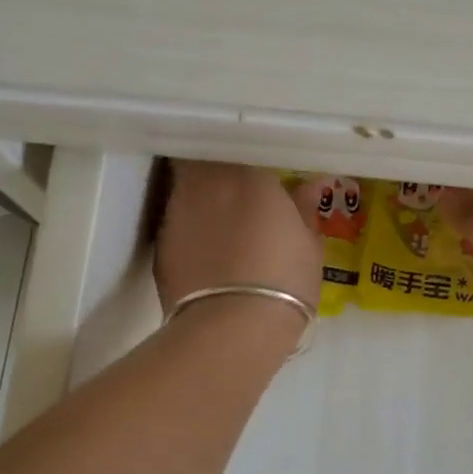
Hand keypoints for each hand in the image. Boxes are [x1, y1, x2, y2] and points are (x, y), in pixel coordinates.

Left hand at [154, 161, 324, 315]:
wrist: (233, 328)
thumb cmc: (284, 281)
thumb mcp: (309, 245)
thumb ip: (305, 209)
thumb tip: (312, 184)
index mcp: (248, 175)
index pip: (240, 145)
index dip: (246, 156)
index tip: (258, 168)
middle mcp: (207, 183)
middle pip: (203, 160)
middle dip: (216, 168)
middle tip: (236, 188)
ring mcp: (177, 213)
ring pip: (185, 188)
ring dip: (200, 196)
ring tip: (220, 219)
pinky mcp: (160, 245)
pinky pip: (176, 223)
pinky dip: (190, 228)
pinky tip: (206, 250)